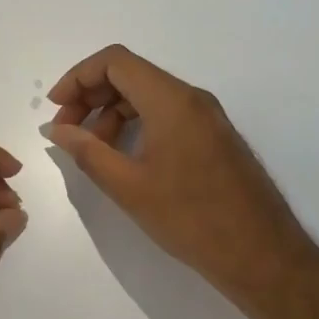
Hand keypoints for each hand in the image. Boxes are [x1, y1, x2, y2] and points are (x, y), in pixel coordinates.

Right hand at [46, 45, 314, 317]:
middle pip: (130, 75)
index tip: (56, 109)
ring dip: (112, 112)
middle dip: (91, 96)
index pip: (115, 62)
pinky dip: (136, 124)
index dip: (78, 77)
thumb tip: (55, 128)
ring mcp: (207, 116)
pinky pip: (167, 113)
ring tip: (92, 150)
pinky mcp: (214, 136)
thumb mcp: (129, 186)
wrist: (263, 256)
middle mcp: (192, 98)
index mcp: (171, 100)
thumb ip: (87, 151)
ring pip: (148, 95)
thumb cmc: (191, 219)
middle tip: (67, 131)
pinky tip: (123, 156)